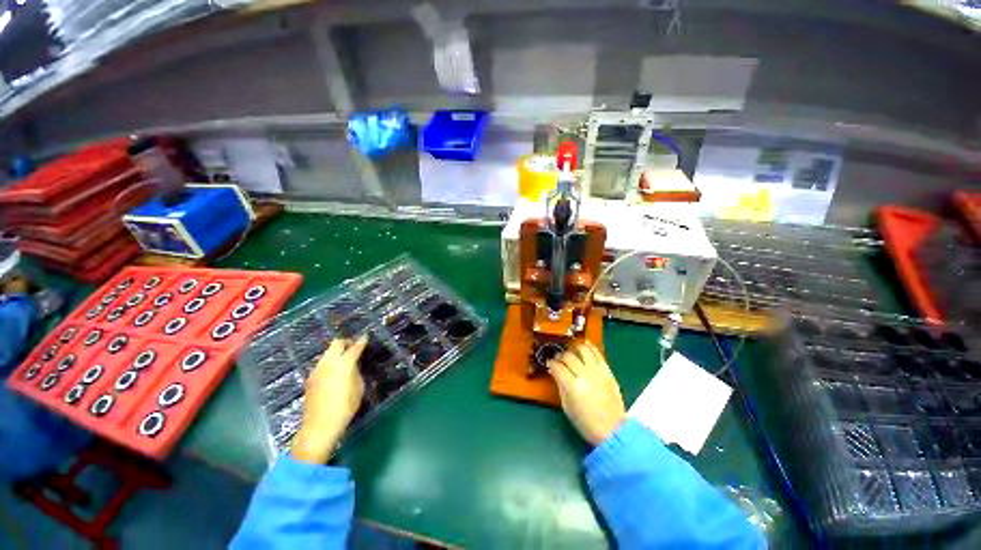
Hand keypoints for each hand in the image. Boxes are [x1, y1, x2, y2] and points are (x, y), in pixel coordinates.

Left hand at [292, 336, 367, 463]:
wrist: (320, 425)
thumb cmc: (345, 406)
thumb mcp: (359, 387)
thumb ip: (356, 371)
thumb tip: (354, 366)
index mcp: (344, 363)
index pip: (355, 347)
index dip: (362, 341)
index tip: (366, 337)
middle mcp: (328, 362)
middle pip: (336, 343)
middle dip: (346, 342)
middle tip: (353, 346)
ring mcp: (317, 369)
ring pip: (327, 353)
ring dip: (336, 353)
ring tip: (344, 360)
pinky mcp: (310, 378)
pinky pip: (322, 364)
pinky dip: (329, 363)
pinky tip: (334, 373)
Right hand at [548, 341, 625, 445]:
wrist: (612, 430)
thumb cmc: (586, 422)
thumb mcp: (567, 406)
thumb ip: (560, 386)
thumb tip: (555, 372)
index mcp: (572, 386)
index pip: (557, 367)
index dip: (551, 363)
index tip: (549, 364)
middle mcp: (584, 375)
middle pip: (568, 357)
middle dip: (560, 356)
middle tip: (558, 359)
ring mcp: (597, 371)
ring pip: (582, 350)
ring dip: (574, 348)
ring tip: (570, 350)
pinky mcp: (607, 371)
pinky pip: (598, 353)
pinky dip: (590, 347)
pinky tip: (584, 344)